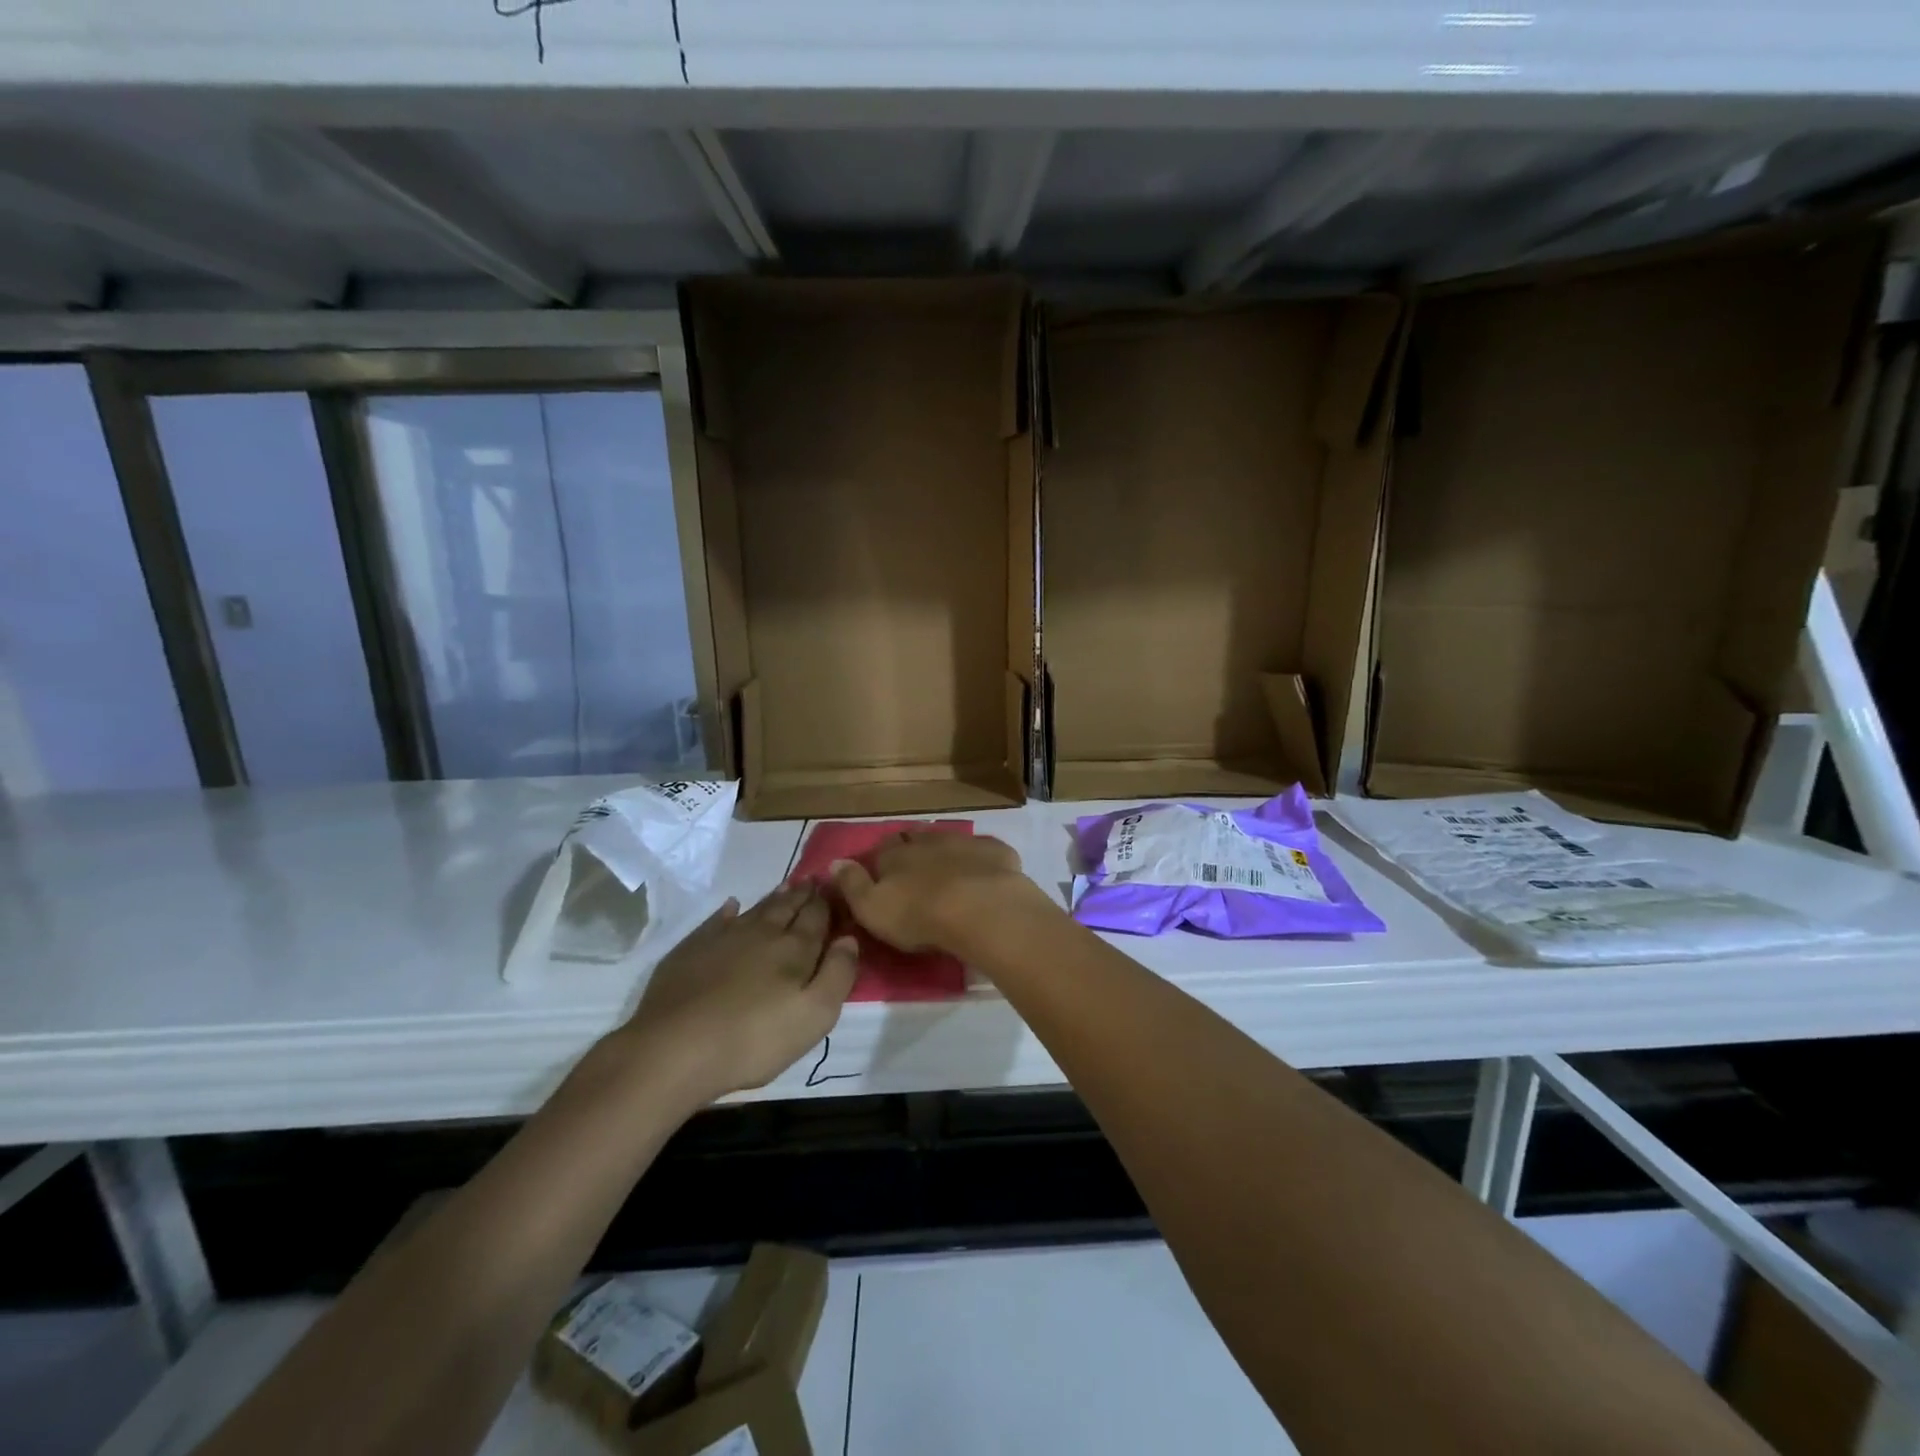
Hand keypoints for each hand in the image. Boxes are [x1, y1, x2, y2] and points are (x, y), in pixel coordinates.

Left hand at [615, 886, 857, 1104]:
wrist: (675, 1049)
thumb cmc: (754, 1039)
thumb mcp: (814, 1016)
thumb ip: (838, 974)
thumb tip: (848, 939)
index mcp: (795, 949)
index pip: (817, 917)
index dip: (827, 903)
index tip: (834, 888)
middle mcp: (762, 934)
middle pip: (788, 908)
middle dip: (803, 895)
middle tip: (812, 881)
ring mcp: (724, 938)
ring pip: (756, 910)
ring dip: (774, 898)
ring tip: (786, 886)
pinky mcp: (692, 950)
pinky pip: (717, 921)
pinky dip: (728, 911)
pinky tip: (732, 906)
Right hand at [830, 830, 1050, 955]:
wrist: (981, 909)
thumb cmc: (920, 915)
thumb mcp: (872, 908)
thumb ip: (852, 885)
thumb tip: (833, 862)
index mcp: (896, 855)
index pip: (883, 849)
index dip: (882, 859)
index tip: (883, 872)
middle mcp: (927, 841)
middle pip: (915, 838)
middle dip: (912, 848)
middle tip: (914, 868)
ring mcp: (964, 842)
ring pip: (948, 839)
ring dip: (945, 850)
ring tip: (947, 870)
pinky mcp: (996, 852)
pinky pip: (984, 850)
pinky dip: (981, 858)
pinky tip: (984, 872)